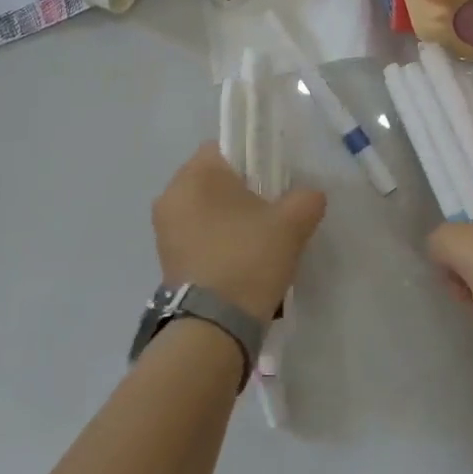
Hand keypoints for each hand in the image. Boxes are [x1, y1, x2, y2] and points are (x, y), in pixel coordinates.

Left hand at [152, 142, 326, 323]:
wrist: (214, 326)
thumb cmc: (249, 258)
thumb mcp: (292, 223)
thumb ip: (307, 198)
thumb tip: (309, 196)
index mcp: (195, 175)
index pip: (224, 147)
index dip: (252, 159)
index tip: (273, 183)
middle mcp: (170, 195)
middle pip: (213, 180)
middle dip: (241, 193)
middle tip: (270, 214)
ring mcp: (163, 230)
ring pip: (205, 210)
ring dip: (228, 220)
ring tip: (257, 243)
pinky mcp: (165, 259)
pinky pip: (196, 236)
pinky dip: (216, 242)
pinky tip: (240, 262)